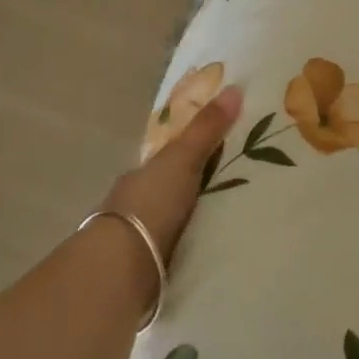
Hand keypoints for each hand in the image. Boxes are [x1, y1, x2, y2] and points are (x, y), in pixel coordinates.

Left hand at [106, 86, 243, 262]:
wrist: (120, 268)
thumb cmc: (150, 204)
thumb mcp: (182, 159)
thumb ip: (206, 129)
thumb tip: (235, 87)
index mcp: (141, 175)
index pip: (168, 160)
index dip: (191, 154)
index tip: (223, 154)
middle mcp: (136, 203)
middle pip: (171, 191)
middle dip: (195, 190)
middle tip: (237, 189)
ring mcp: (139, 238)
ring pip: (172, 223)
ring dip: (194, 222)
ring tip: (233, 222)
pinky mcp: (148, 270)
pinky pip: (177, 251)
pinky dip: (192, 247)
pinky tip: (214, 250)